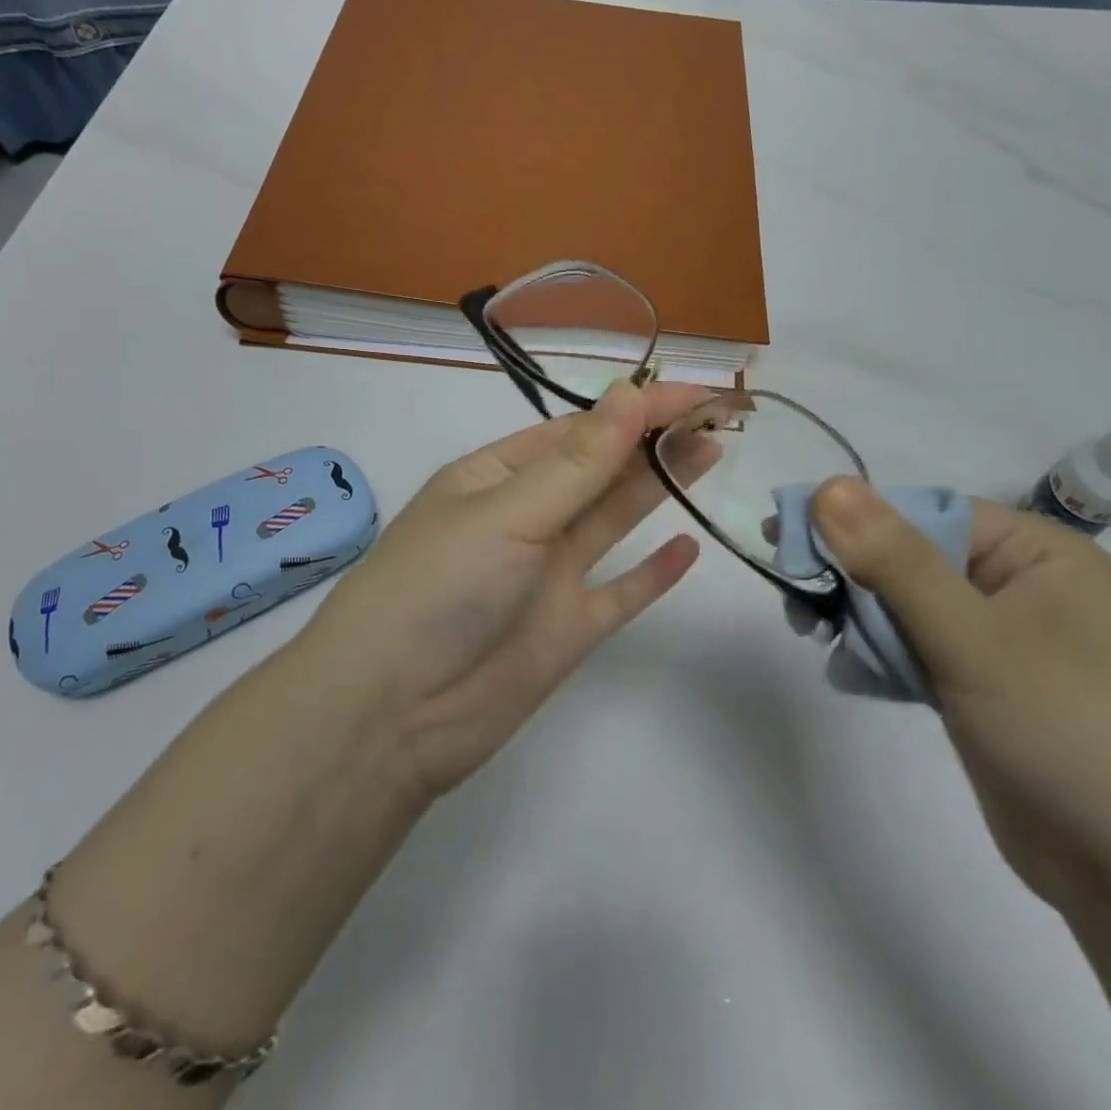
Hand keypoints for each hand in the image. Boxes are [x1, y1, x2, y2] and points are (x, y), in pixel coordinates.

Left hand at [301, 381, 706, 800]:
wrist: (391, 716)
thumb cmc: (438, 589)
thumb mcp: (506, 514)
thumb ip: (577, 463)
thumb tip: (632, 392)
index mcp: (496, 476)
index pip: (578, 430)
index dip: (637, 409)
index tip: (697, 394)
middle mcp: (525, 518)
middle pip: (600, 469)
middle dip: (653, 440)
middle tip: (719, 417)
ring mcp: (548, 575)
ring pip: (614, 520)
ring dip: (659, 486)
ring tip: (713, 453)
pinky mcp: (567, 629)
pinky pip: (620, 593)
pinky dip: (652, 573)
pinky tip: (689, 546)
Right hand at [812, 481, 1110, 915]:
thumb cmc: (1067, 735)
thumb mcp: (973, 640)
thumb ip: (896, 562)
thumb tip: (828, 486)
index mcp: (1038, 553)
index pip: (925, 512)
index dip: (854, 522)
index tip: (786, 541)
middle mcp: (1020, 585)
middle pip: (910, 556)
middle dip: (851, 576)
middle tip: (795, 599)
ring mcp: (1001, 637)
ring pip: (905, 603)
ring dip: (858, 616)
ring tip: (814, 634)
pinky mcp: (981, 683)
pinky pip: (915, 645)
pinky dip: (879, 652)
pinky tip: (849, 671)